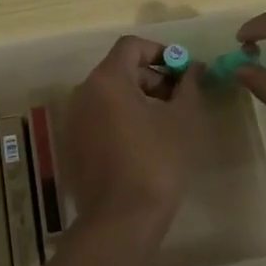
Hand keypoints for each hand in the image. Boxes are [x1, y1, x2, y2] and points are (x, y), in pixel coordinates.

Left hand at [63, 36, 206, 234]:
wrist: (121, 219)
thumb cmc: (157, 162)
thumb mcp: (183, 120)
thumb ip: (189, 85)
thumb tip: (193, 68)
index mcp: (106, 80)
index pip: (131, 46)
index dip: (160, 51)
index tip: (182, 71)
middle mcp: (82, 94)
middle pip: (119, 70)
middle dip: (152, 78)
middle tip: (179, 100)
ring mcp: (73, 121)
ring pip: (108, 96)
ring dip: (138, 100)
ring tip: (165, 123)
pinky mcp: (72, 146)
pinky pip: (98, 119)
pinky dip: (120, 120)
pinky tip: (143, 144)